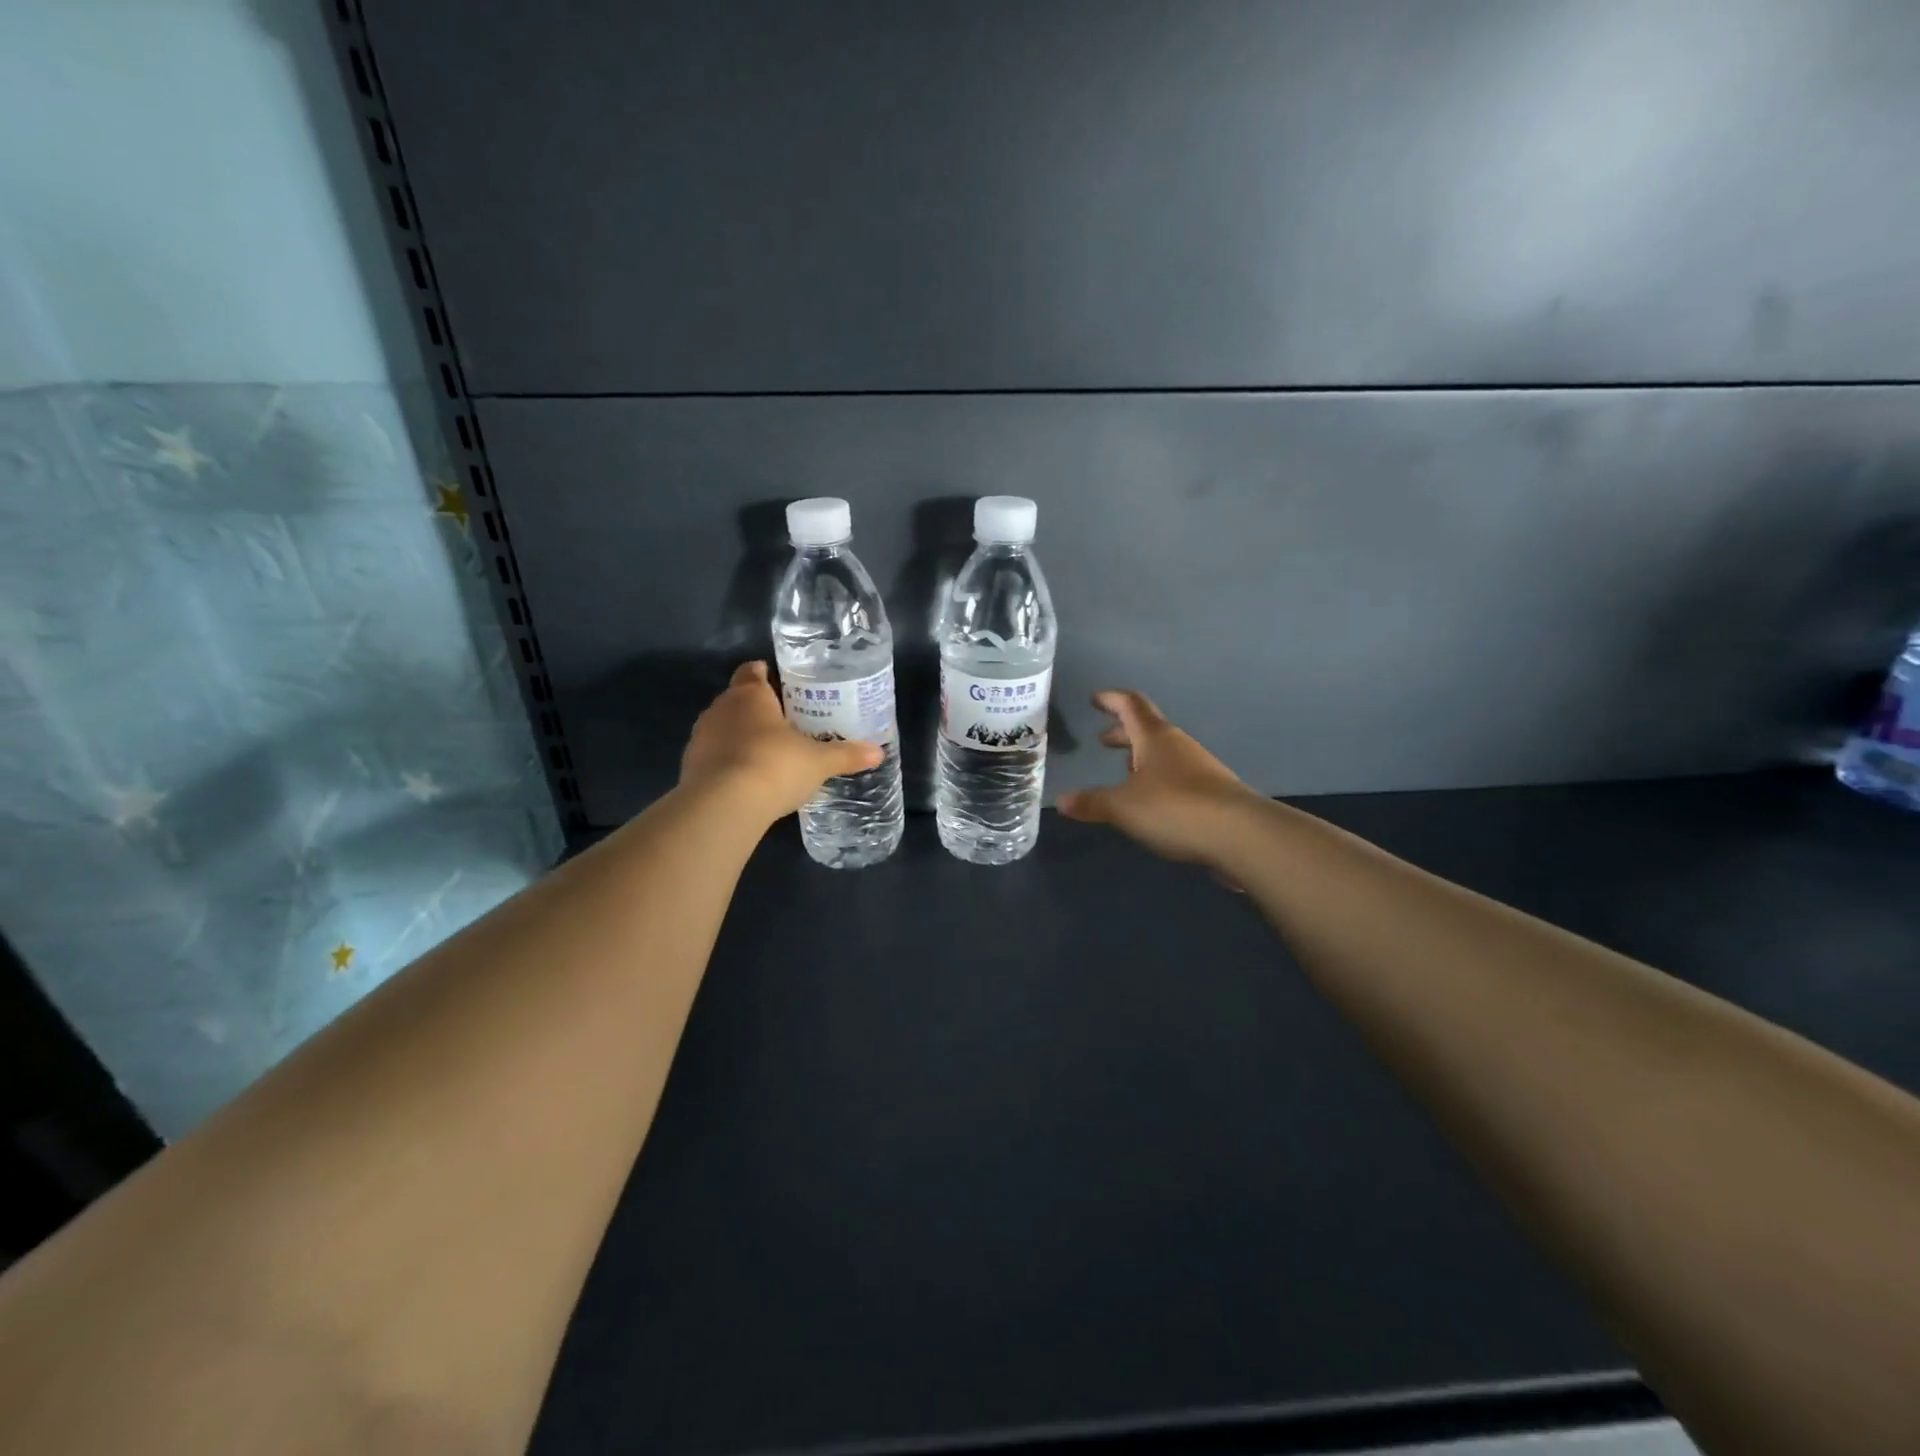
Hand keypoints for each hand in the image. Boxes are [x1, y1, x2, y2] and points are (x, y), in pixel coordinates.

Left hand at [681, 661, 882, 819]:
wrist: (724, 806)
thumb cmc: (775, 766)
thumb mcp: (819, 762)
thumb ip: (846, 755)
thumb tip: (878, 752)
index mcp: (750, 696)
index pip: (752, 671)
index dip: (764, 674)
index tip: (780, 683)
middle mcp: (720, 709)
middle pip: (737, 699)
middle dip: (757, 709)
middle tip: (784, 723)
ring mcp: (700, 738)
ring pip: (722, 728)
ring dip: (739, 737)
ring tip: (766, 754)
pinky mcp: (689, 767)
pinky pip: (713, 757)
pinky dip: (727, 763)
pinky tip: (747, 780)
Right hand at [1057, 690, 1260, 865]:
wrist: (1240, 834)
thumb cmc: (1174, 807)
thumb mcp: (1123, 807)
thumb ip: (1092, 803)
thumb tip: (1061, 801)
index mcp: (1155, 737)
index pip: (1130, 705)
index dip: (1111, 700)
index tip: (1094, 699)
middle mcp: (1178, 745)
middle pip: (1148, 729)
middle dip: (1123, 733)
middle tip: (1102, 741)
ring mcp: (1199, 768)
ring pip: (1164, 754)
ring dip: (1142, 757)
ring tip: (1123, 771)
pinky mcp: (1212, 793)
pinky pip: (1177, 776)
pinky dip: (1158, 779)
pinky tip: (1151, 801)